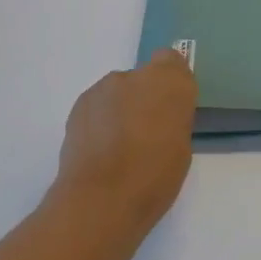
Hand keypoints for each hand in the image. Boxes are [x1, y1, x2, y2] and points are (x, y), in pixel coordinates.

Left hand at [54, 50, 197, 238]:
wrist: (101, 198)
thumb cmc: (155, 176)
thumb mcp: (181, 146)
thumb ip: (172, 120)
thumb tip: (159, 120)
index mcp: (171, 82)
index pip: (172, 60)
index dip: (170, 82)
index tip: (170, 108)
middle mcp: (137, 75)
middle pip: (143, 77)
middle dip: (143, 98)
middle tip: (144, 132)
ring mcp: (104, 88)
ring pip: (117, 92)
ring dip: (120, 109)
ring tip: (116, 147)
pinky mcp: (79, 105)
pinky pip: (97, 105)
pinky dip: (99, 121)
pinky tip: (98, 151)